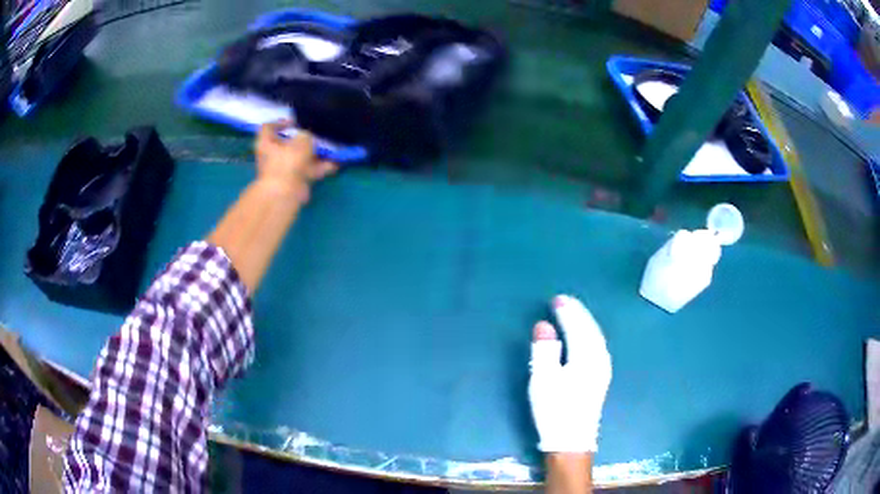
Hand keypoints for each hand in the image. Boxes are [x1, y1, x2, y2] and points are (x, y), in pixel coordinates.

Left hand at [254, 121, 336, 202]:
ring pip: (301, 157)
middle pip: (288, 143)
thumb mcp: (300, 140)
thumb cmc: (287, 162)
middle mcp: (273, 156)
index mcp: (266, 143)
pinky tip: (336, 163)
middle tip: (318, 135)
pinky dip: (322, 166)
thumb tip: (308, 137)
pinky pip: (310, 170)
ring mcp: (284, 169)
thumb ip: (307, 135)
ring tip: (332, 148)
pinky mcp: (295, 181)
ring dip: (316, 153)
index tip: (295, 122)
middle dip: (304, 140)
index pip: (268, 127)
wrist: (285, 193)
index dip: (280, 123)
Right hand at [529, 295, 611, 452]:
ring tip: (573, 313)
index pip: (577, 326)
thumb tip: (544, 325)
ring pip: (596, 337)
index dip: (567, 311)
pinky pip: (597, 345)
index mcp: (586, 356)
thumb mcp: (543, 379)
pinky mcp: (601, 378)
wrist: (571, 440)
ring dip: (585, 322)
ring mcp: (603, 369)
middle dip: (578, 313)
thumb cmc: (555, 409)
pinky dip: (590, 334)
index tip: (556, 299)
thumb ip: (544, 350)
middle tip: (564, 301)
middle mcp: (599, 358)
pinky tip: (585, 336)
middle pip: (590, 329)